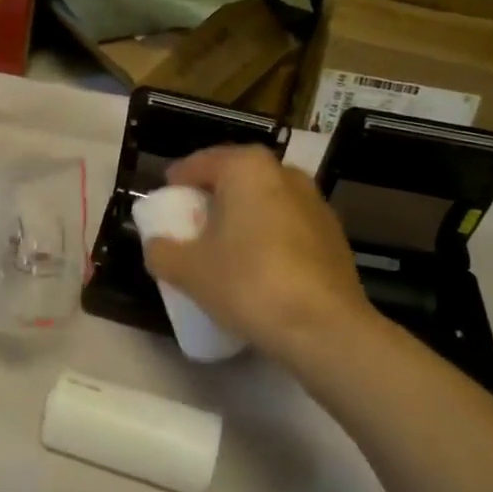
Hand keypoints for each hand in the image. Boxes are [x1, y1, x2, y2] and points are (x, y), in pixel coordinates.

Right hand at [141, 146, 392, 370]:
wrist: (325, 329)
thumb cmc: (248, 283)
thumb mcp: (188, 270)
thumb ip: (162, 251)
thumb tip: (157, 245)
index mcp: (247, 167)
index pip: (201, 162)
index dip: (178, 180)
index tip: (165, 200)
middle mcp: (285, 173)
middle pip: (237, 177)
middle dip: (213, 196)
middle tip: (191, 222)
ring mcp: (316, 203)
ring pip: (266, 200)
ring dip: (243, 216)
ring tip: (225, 246)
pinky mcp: (334, 236)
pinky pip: (288, 225)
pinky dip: (269, 236)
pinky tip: (259, 267)